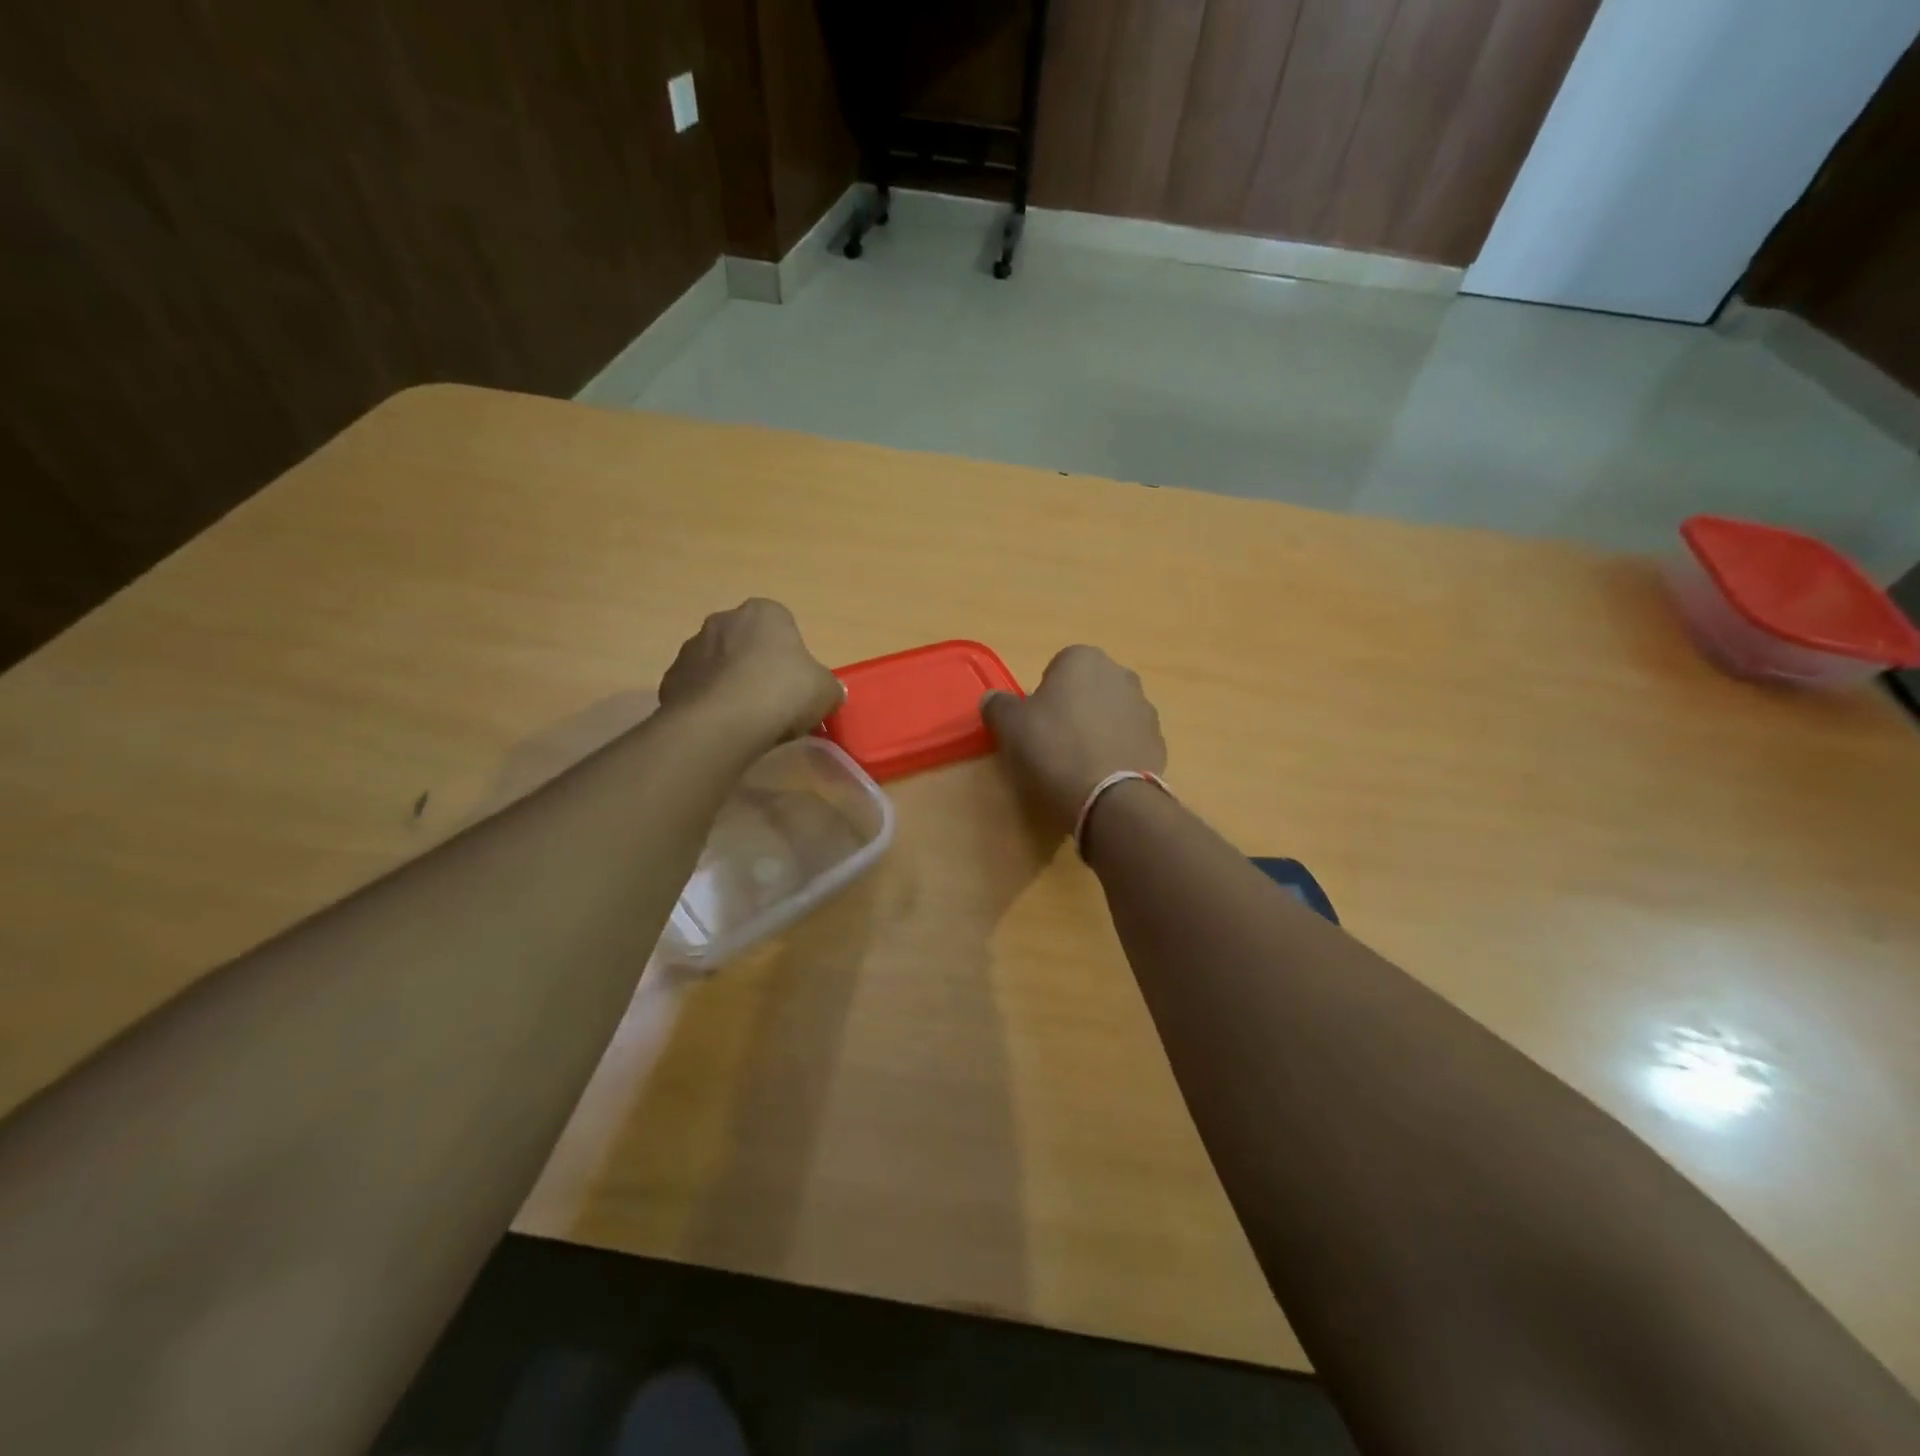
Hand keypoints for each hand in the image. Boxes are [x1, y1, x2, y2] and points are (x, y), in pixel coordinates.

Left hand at [657, 599, 843, 744]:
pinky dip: (708, 704)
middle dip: (756, 666)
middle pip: (746, 643)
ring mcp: (691, 649)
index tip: (796, 684)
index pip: (782, 625)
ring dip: (730, 684)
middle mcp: (723, 620)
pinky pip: (697, 690)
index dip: (791, 656)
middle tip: (772, 701)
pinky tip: (722, 727)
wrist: (721, 723)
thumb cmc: (782, 693)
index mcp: (764, 613)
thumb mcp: (826, 691)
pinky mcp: (670, 680)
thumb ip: (827, 687)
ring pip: (719, 666)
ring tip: (746, 719)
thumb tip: (827, 693)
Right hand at [981, 645, 1166, 836]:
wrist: (1108, 796)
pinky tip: (1101, 776)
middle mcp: (1120, 674)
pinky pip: (1128, 740)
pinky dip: (1116, 752)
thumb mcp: (1010, 725)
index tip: (1036, 724)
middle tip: (1055, 742)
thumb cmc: (1053, 748)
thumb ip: (998, 705)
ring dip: (1098, 729)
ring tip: (1079, 764)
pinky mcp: (1158, 741)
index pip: (1057, 668)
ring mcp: (1144, 708)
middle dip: (1075, 709)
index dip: (1044, 696)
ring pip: (1111, 714)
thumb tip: (992, 699)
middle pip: (1088, 689)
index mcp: (1083, 659)